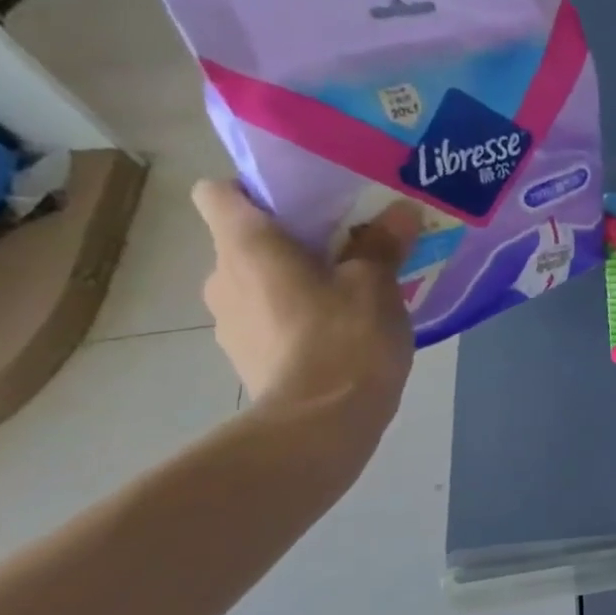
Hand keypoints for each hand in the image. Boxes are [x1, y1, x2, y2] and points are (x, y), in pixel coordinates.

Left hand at [192, 181, 421, 439]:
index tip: (305, 203)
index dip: (255, 190)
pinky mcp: (247, 358)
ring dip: (296, 283)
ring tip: (351, 296)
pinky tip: (341, 336)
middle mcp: (222, 278)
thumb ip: (382, 244)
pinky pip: (270, 321)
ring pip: (259, 284)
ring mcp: (229, 323)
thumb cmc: (345, 339)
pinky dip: (298, 320)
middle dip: (292, 241)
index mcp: (246, 246)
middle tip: (347, 248)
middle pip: (246, 241)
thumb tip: (398, 211)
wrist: (320, 425)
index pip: (218, 192)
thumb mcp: (376, 286)